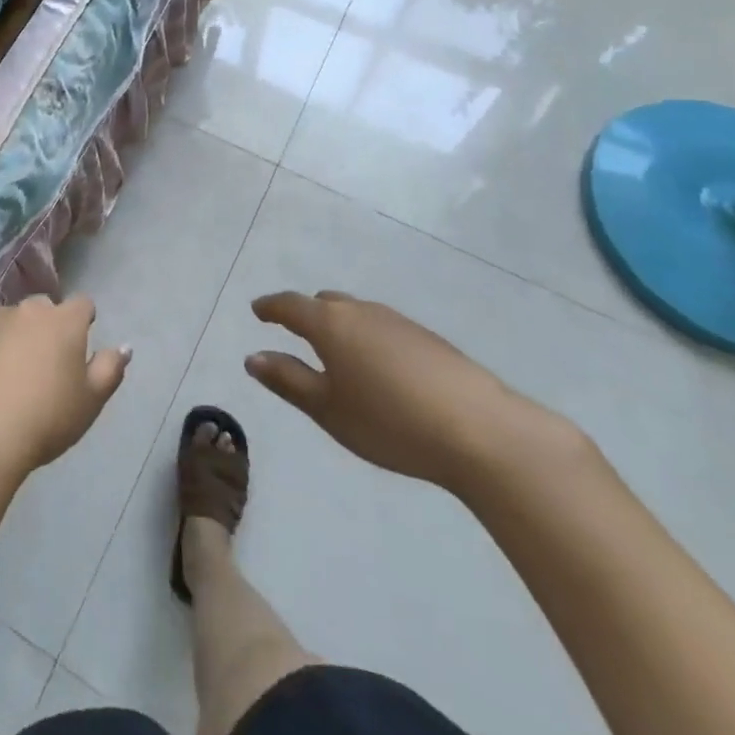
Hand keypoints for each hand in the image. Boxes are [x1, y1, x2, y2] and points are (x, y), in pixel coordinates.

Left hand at [0, 295, 129, 481]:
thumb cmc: (45, 419)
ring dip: (11, 334)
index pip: (82, 304)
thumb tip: (124, 346)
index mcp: (64, 321)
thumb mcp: (90, 402)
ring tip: (6, 371)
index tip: (78, 346)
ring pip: (7, 318)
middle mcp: (27, 309)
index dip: (82, 322)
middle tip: (42, 363)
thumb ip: (110, 369)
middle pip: (43, 307)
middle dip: (45, 326)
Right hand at [246, 291, 574, 494]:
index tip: (258, 311)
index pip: (290, 305)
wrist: (481, 431)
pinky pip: (383, 327)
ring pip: (357, 313)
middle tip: (294, 332)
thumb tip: (253, 357)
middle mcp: (361, 311)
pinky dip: (368, 338)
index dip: (271, 307)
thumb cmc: (389, 422)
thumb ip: (288, 380)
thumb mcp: (327, 409)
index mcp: (330, 324)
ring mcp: (399, 322)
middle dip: (306, 314)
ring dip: (339, 325)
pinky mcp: (429, 339)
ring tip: (336, 353)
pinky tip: (379, 369)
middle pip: (325, 303)